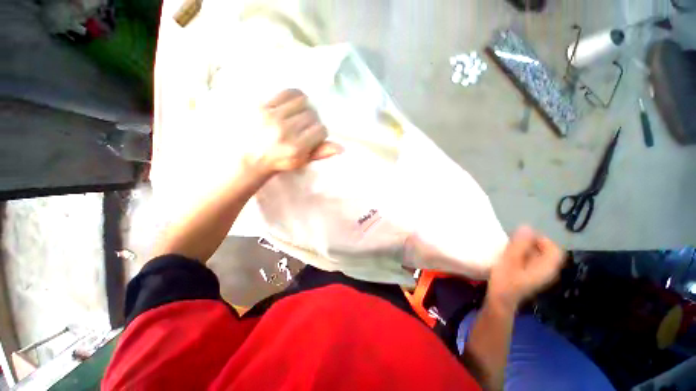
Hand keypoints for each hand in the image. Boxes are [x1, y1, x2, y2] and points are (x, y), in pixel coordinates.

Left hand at [248, 89, 341, 173]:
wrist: (250, 156)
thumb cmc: (279, 161)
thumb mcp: (302, 161)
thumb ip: (320, 153)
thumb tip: (341, 147)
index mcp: (296, 148)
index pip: (321, 130)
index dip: (320, 132)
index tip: (314, 136)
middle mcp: (285, 131)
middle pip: (312, 115)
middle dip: (313, 121)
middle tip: (305, 126)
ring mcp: (272, 117)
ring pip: (303, 101)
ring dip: (305, 108)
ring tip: (299, 115)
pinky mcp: (262, 105)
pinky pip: (287, 92)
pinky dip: (294, 96)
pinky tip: (292, 105)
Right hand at [487, 227, 564, 311]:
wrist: (499, 301)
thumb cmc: (505, 281)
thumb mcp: (510, 260)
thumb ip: (519, 244)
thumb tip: (527, 227)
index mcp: (546, 267)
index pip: (554, 248)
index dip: (541, 239)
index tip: (522, 237)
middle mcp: (546, 271)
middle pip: (545, 251)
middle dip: (530, 243)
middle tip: (512, 241)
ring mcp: (538, 275)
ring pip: (536, 255)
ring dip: (524, 249)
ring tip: (508, 247)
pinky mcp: (529, 276)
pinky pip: (530, 261)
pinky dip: (521, 255)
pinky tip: (508, 256)